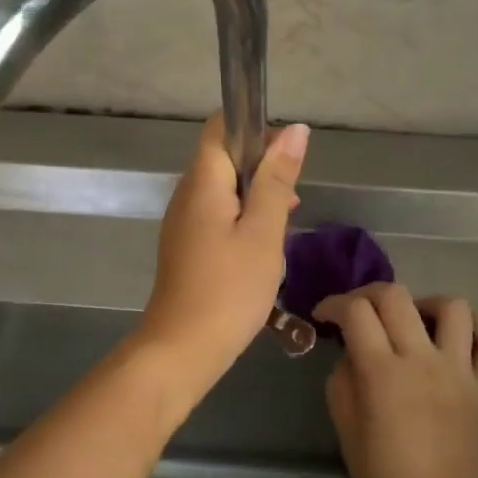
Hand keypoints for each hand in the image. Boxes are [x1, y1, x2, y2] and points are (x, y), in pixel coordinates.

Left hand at [137, 113, 307, 395]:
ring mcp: (183, 222)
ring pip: (223, 189)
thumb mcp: (264, 233)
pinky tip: (265, 244)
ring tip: (286, 220)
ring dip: (256, 195)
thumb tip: (295, 131)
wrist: (182, 349)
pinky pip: (217, 215)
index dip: (256, 129)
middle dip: (262, 165)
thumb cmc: (229, 289)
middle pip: (223, 158)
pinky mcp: (186, 246)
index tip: (289, 154)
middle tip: (293, 196)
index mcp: (202, 182)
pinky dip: (243, 218)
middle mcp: (186, 194)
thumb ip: (277, 180)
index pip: (221, 128)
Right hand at [314, 283, 477, 477]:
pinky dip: (477, 329)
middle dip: (367, 293)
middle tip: (355, 314)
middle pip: (395, 296)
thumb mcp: (348, 435)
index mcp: (382, 374)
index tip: (322, 317)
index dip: (333, 304)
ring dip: (424, 303)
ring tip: (410, 322)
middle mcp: (422, 360)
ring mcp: (460, 372)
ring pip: (452, 307)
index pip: (355, 312)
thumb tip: (351, 357)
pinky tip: (456, 336)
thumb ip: (342, 386)